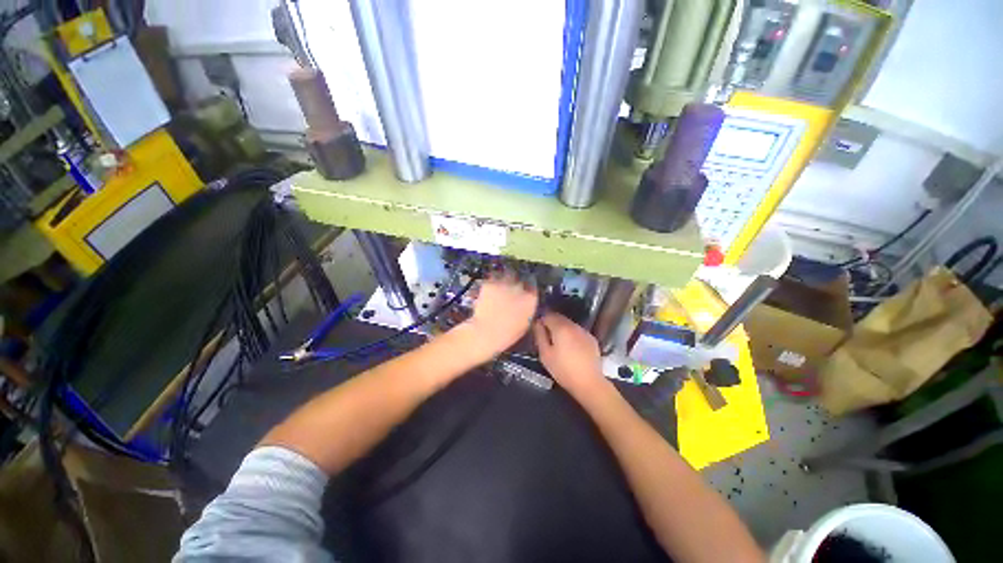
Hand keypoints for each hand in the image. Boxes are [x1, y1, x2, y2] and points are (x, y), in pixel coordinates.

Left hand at [463, 272, 537, 357]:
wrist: (487, 332)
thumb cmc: (508, 333)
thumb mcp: (525, 323)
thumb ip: (527, 309)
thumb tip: (525, 303)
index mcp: (530, 299)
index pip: (533, 286)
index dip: (528, 288)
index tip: (524, 290)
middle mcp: (519, 287)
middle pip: (520, 278)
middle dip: (516, 282)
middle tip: (510, 288)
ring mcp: (504, 283)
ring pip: (506, 274)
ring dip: (504, 278)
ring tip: (500, 285)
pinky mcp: (490, 283)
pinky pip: (492, 278)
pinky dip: (491, 282)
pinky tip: (489, 288)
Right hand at [533, 313, 607, 398]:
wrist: (589, 383)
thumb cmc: (563, 370)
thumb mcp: (545, 354)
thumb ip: (539, 335)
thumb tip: (537, 323)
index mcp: (561, 327)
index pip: (548, 315)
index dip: (541, 321)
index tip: (538, 331)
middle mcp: (573, 325)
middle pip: (559, 318)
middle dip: (552, 324)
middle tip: (547, 338)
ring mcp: (584, 331)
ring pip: (569, 324)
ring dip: (562, 329)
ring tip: (559, 344)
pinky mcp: (592, 339)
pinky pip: (578, 332)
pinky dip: (572, 335)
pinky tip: (571, 348)